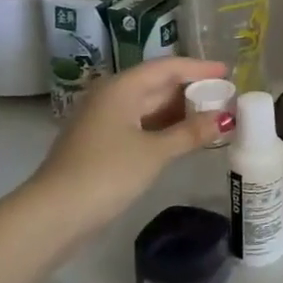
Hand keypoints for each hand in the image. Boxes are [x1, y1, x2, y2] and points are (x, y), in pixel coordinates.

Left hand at [27, 57, 230, 236]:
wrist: (54, 214)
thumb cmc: (107, 173)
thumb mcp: (156, 152)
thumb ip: (191, 132)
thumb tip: (225, 118)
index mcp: (122, 88)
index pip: (168, 67)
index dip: (199, 68)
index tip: (228, 71)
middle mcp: (111, 96)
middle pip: (158, 84)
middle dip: (192, 89)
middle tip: (226, 96)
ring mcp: (104, 120)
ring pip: (150, 106)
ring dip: (180, 110)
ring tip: (213, 116)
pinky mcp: (102, 143)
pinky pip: (141, 124)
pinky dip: (165, 126)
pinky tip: (185, 136)